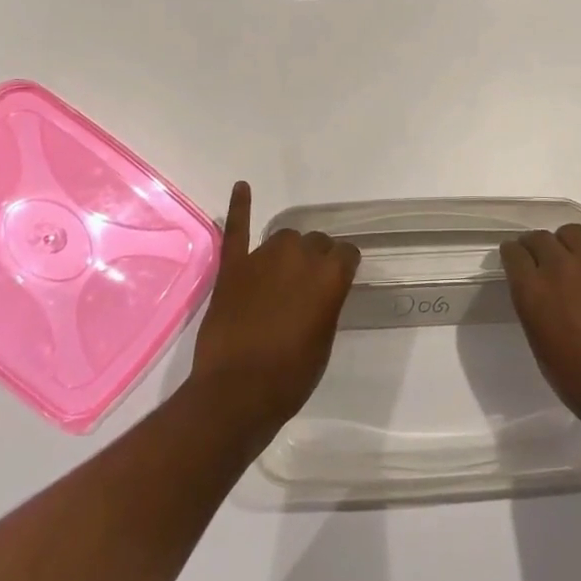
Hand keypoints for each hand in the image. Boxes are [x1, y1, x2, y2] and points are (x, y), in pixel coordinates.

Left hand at [188, 181, 359, 444]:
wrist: (236, 394)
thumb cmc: (290, 377)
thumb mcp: (324, 341)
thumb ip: (326, 304)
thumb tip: (321, 290)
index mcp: (330, 275)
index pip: (346, 254)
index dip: (343, 269)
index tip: (338, 283)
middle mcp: (301, 256)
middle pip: (315, 243)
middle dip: (315, 260)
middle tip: (305, 289)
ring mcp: (263, 258)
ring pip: (284, 238)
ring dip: (287, 252)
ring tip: (280, 276)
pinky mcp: (233, 267)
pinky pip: (238, 230)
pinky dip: (240, 207)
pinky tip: (242, 187)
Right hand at [500, 209, 580, 450]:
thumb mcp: (542, 348)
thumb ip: (535, 310)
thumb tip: (537, 292)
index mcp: (533, 291)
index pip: (513, 254)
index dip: (513, 254)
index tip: (515, 258)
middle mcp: (560, 267)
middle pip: (540, 238)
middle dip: (536, 246)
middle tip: (542, 258)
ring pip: (573, 231)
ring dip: (567, 239)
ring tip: (571, 250)